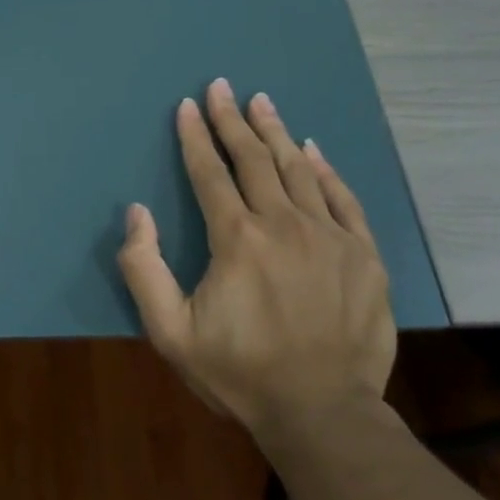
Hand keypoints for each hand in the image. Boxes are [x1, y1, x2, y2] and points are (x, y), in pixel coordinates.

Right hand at [117, 78, 396, 435]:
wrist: (322, 412)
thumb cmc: (239, 372)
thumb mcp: (169, 331)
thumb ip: (144, 269)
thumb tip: (137, 213)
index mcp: (236, 239)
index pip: (209, 173)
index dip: (195, 137)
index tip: (188, 105)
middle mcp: (283, 224)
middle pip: (253, 159)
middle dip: (233, 121)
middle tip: (223, 87)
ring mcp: (329, 236)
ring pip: (297, 170)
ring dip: (275, 133)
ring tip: (261, 102)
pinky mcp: (363, 254)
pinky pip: (342, 198)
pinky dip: (324, 170)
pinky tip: (311, 151)